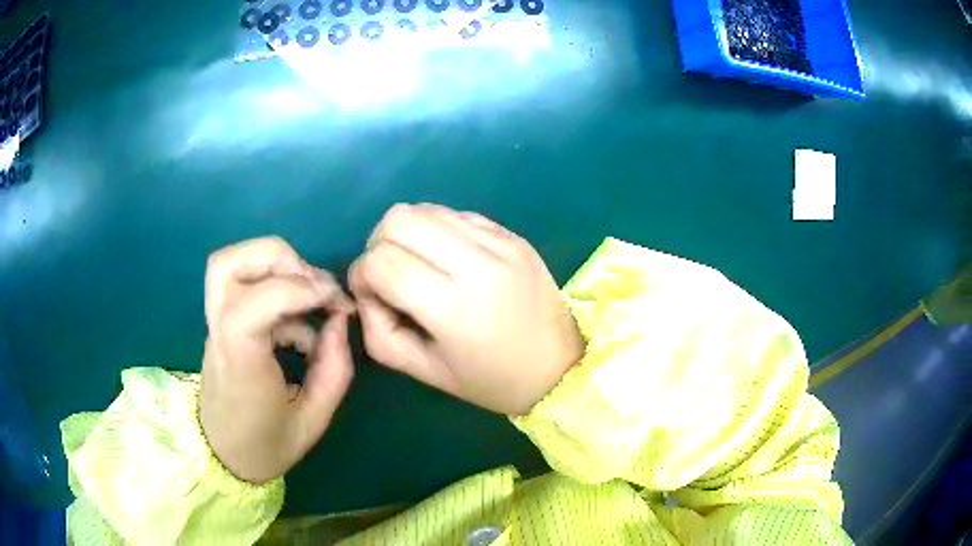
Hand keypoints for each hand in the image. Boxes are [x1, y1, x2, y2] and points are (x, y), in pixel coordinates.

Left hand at [200, 237, 353, 483]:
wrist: (225, 456)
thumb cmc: (267, 445)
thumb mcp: (313, 420)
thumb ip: (333, 369)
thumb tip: (340, 320)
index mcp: (240, 364)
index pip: (252, 305)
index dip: (297, 289)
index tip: (335, 304)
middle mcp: (221, 334)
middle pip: (228, 264)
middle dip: (280, 259)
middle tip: (313, 285)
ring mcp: (217, 325)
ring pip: (230, 264)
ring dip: (276, 266)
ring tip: (309, 297)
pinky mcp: (224, 323)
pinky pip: (245, 285)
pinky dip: (279, 291)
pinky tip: (302, 326)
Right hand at [349, 204, 583, 415]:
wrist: (561, 366)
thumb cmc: (491, 381)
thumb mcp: (425, 371)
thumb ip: (380, 331)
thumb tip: (366, 289)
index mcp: (454, 308)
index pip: (381, 262)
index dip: (361, 275)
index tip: (372, 295)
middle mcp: (477, 263)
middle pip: (398, 219)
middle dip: (378, 244)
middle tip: (390, 275)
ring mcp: (500, 242)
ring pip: (425, 208)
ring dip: (407, 233)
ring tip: (419, 265)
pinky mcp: (512, 234)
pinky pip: (456, 214)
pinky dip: (438, 231)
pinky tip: (449, 259)